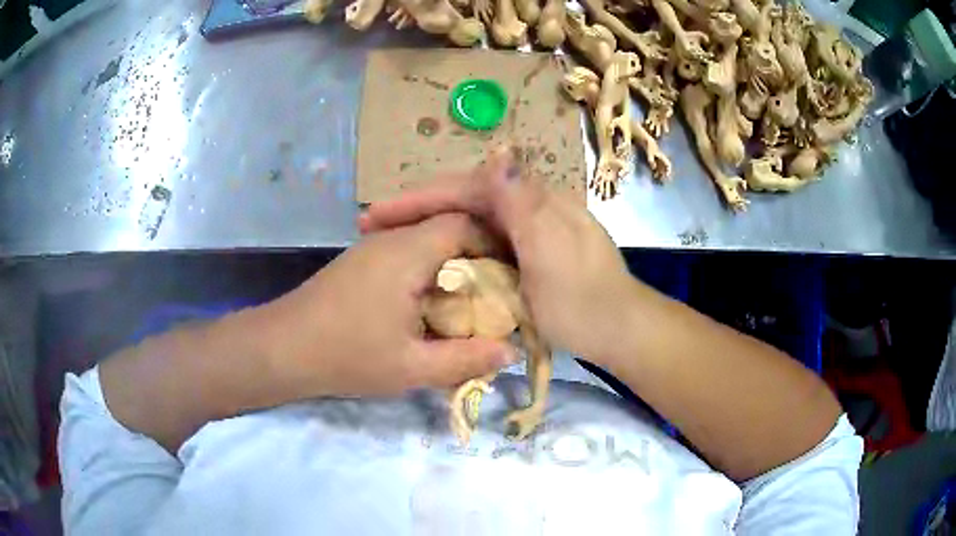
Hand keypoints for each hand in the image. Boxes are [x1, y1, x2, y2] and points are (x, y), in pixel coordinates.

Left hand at [258, 214, 516, 398]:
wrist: (282, 349)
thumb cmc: (347, 355)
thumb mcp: (411, 368)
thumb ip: (466, 359)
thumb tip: (511, 351)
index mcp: (408, 253)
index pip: (464, 224)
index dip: (494, 245)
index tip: (511, 277)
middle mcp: (391, 239)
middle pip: (447, 227)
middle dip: (477, 255)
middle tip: (496, 292)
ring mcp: (372, 248)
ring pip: (426, 240)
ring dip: (451, 264)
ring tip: (469, 298)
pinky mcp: (360, 262)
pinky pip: (407, 253)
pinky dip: (428, 270)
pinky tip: (429, 302)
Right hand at [359, 147, 639, 365]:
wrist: (619, 331)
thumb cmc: (584, 301)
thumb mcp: (553, 254)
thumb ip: (524, 205)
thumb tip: (497, 154)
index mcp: (534, 200)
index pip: (465, 187)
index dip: (418, 197)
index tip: (376, 214)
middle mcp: (530, 205)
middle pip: (463, 198)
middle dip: (416, 209)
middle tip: (372, 226)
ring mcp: (530, 227)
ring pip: (470, 217)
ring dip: (430, 225)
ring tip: (391, 239)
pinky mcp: (528, 251)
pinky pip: (481, 239)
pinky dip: (452, 244)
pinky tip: (433, 256)